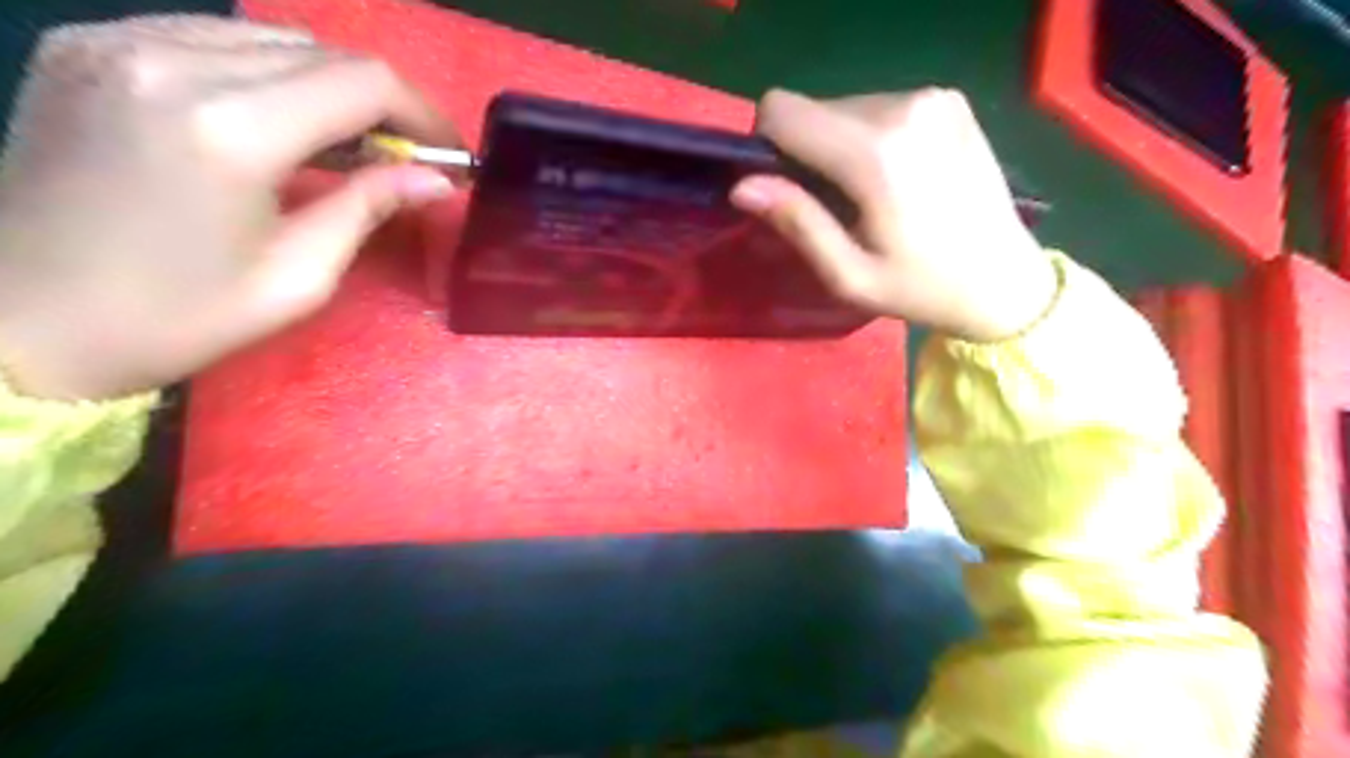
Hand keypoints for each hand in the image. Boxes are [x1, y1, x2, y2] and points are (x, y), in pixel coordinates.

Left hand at [1, 15, 462, 400]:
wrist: (18, 321)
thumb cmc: (175, 318)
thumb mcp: (297, 277)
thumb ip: (369, 208)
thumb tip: (436, 179)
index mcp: (230, 129)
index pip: (363, 82)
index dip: (423, 112)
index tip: (448, 153)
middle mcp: (172, 61)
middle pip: (322, 53)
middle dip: (383, 103)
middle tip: (406, 157)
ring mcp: (119, 41)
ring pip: (272, 39)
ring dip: (330, 87)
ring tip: (349, 143)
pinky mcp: (89, 45)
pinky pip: (213, 39)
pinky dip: (269, 74)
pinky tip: (279, 121)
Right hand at [735, 85, 1059, 342]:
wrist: (1004, 280)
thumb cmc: (920, 289)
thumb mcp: (848, 275)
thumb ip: (797, 222)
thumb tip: (742, 185)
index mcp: (874, 152)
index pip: (781, 111)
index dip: (767, 147)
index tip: (787, 190)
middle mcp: (903, 106)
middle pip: (813, 109)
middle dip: (808, 152)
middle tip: (836, 205)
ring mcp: (932, 97)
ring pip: (844, 107)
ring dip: (840, 146)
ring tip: (870, 195)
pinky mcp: (949, 99)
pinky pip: (880, 107)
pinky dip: (873, 138)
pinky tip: (897, 177)